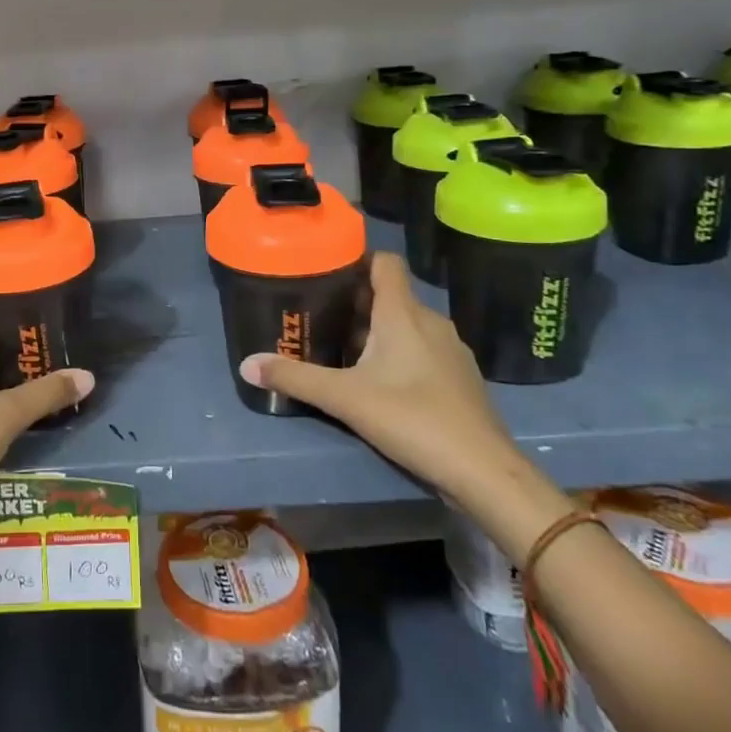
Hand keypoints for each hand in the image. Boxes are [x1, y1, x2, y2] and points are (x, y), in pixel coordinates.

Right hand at [239, 252, 516, 499]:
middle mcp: (430, 322)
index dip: (357, 260)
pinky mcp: (460, 377)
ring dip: (376, 331)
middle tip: (320, 316)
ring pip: (406, 325)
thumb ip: (295, 378)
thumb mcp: (344, 398)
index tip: (327, 272)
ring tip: (342, 349)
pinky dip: (399, 354)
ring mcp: (450, 350)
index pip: (385, 262)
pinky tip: (380, 383)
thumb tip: (246, 364)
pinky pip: (422, 349)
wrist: (483, 471)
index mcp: (403, 313)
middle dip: (355, 303)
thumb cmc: (412, 418)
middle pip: (390, 295)